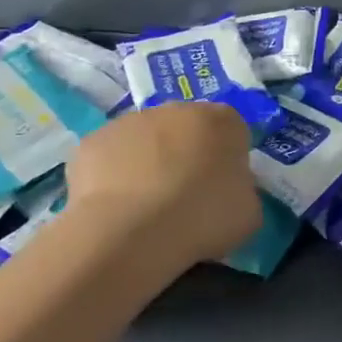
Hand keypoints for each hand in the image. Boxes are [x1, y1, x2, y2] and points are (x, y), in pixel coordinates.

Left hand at [64, 102, 260, 267]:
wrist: (131, 232)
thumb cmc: (203, 218)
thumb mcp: (249, 212)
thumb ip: (242, 191)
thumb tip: (228, 191)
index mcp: (224, 120)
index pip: (232, 130)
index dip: (227, 159)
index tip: (222, 188)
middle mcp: (178, 109)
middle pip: (187, 128)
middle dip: (187, 154)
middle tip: (184, 196)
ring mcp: (131, 121)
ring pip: (146, 139)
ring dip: (149, 162)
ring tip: (145, 207)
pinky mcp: (93, 141)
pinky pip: (111, 157)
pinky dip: (114, 176)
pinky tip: (115, 208)